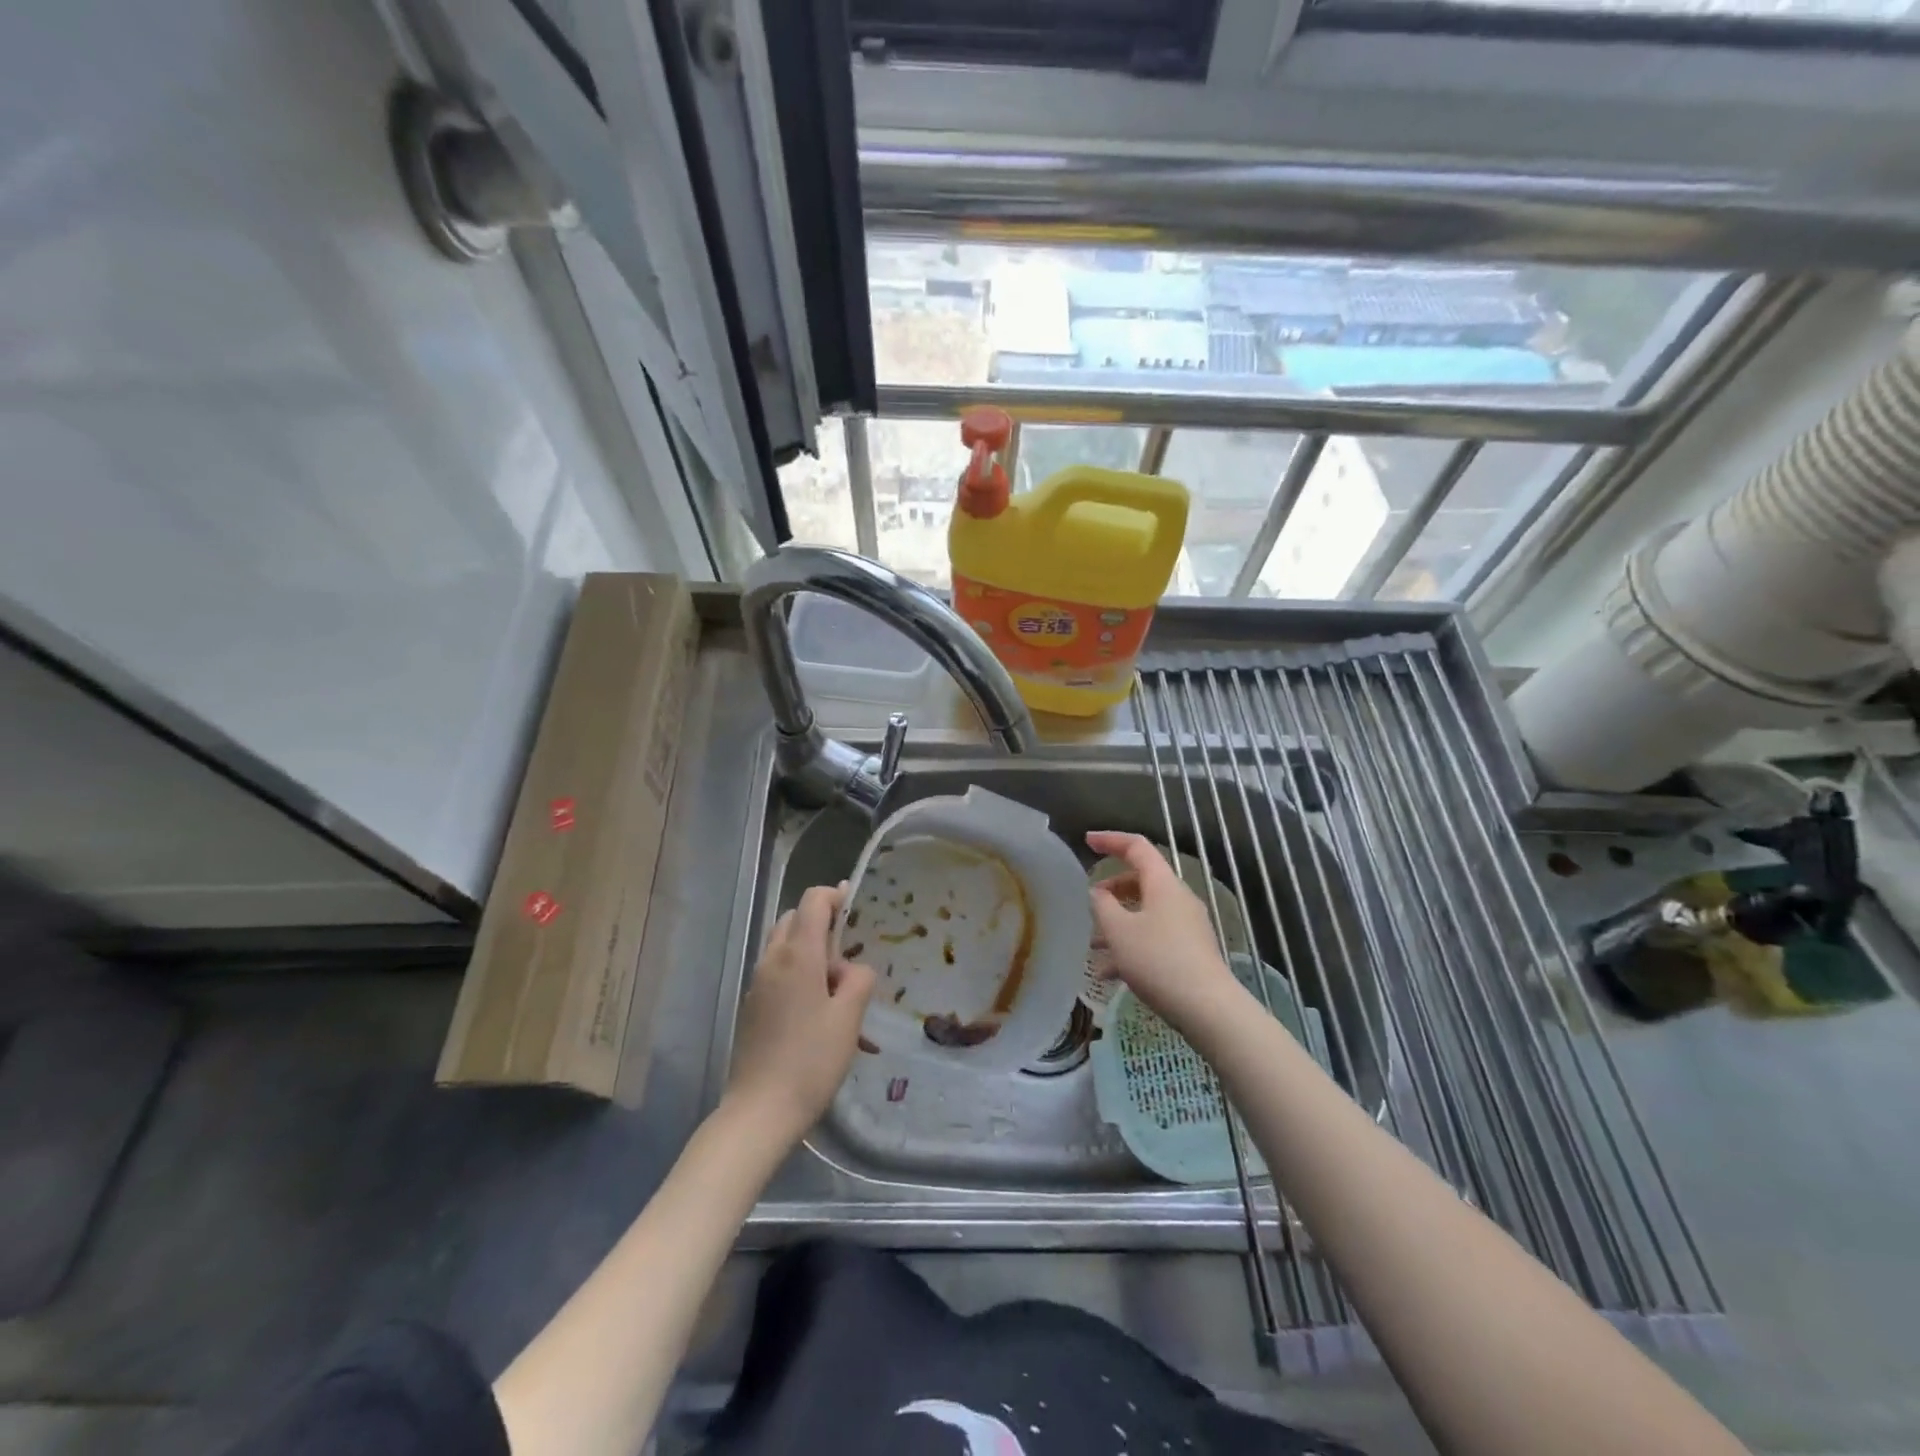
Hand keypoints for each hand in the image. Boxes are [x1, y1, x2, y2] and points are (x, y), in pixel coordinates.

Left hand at [726, 883, 875, 1144]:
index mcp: (798, 954)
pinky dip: (801, 978)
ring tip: (840, 996)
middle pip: (796, 920)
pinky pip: (779, 974)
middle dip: (823, 927)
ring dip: (813, 956)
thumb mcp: (849, 1017)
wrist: (760, 1111)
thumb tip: (853, 970)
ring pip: (786, 948)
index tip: (855, 907)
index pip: (813, 901)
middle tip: (848, 961)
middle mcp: (772, 960)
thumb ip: (858, 979)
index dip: (835, 896)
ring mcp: (758, 983)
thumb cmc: (811, 1060)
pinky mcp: (753, 1006)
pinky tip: (823, 1019)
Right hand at [1086, 831, 1240, 1032]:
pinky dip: (1131, 946)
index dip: (1110, 840)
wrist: (1207, 1008)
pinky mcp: (1190, 951)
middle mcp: (1178, 898)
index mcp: (1163, 884)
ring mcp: (1187, 926)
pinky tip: (1110, 975)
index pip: (1137, 846)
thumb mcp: (1119, 931)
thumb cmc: (1158, 960)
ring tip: (1093, 946)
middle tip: (1088, 903)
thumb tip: (1097, 893)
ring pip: (1145, 913)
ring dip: (1118, 924)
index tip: (1087, 841)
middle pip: (1141, 881)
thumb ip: (1102, 905)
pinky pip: (1154, 937)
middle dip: (1111, 891)